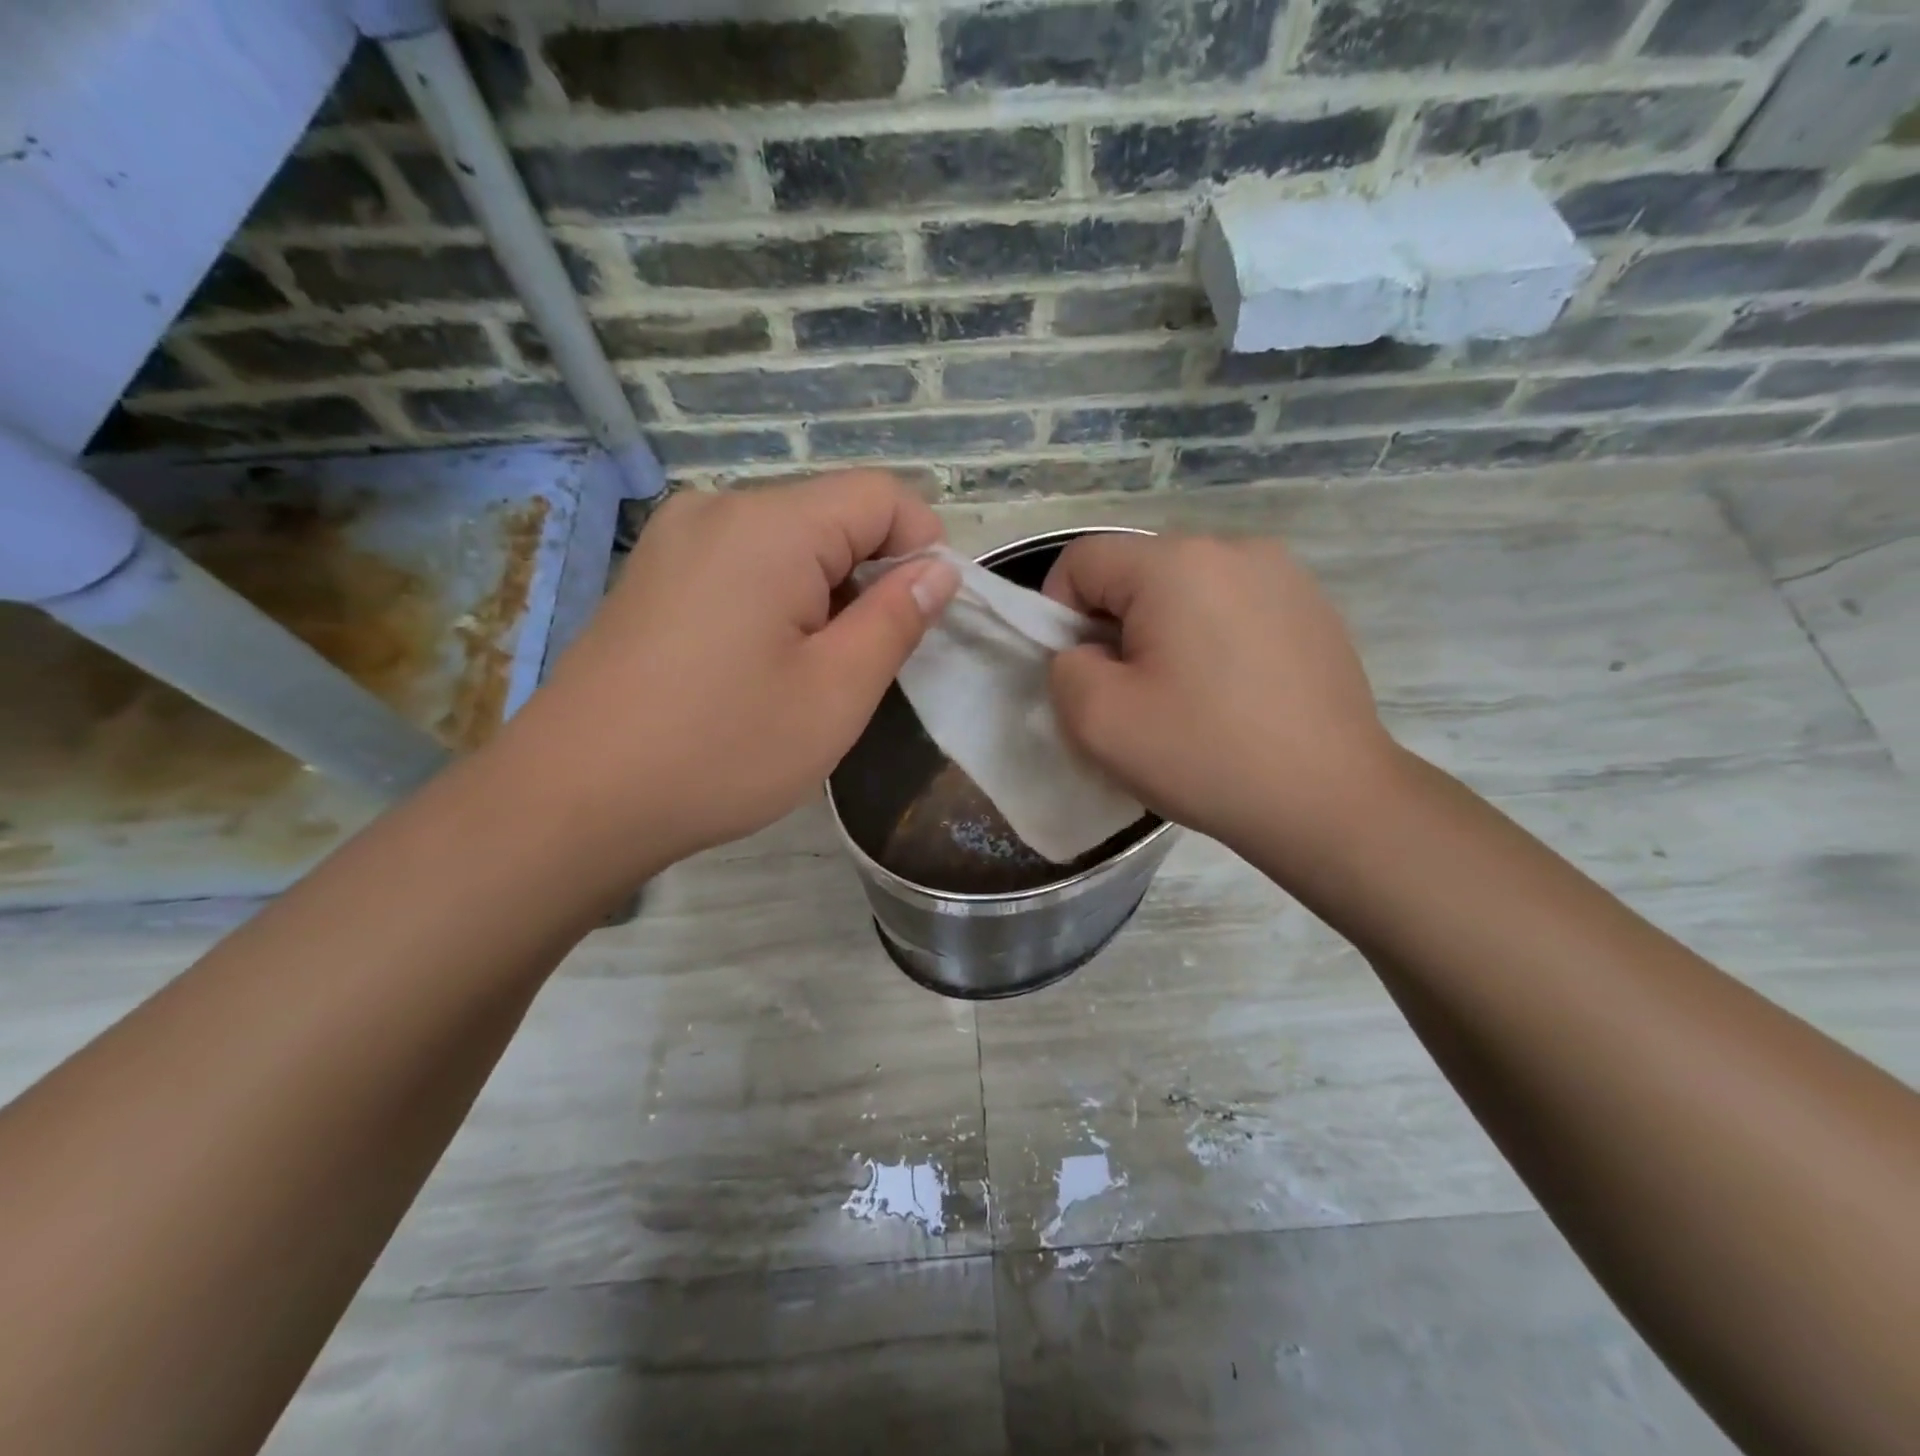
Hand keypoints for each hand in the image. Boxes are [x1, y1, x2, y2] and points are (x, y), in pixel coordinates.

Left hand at [508, 471, 959, 876]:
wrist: (574, 800)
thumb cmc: (721, 749)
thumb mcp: (836, 692)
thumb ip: (897, 619)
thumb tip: (937, 571)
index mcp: (769, 525)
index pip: (882, 495)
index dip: (923, 548)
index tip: (922, 621)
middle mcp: (717, 509)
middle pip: (832, 516)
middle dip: (870, 578)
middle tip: (864, 665)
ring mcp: (675, 540)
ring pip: (788, 544)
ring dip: (823, 596)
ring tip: (808, 675)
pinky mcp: (653, 574)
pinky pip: (742, 565)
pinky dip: (777, 602)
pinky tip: (757, 667)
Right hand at [1042, 532, 1395, 858]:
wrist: (1330, 801)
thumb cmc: (1205, 755)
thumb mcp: (1097, 721)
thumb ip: (1065, 668)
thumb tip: (1090, 653)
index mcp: (1176, 563)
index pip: (1082, 559)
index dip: (1058, 614)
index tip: (1080, 674)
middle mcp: (1235, 548)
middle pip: (1136, 572)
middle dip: (1114, 627)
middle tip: (1131, 695)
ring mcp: (1284, 575)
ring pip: (1185, 589)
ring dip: (1163, 633)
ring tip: (1184, 697)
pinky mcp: (1314, 608)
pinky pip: (1233, 606)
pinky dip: (1211, 639)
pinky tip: (1232, 695)